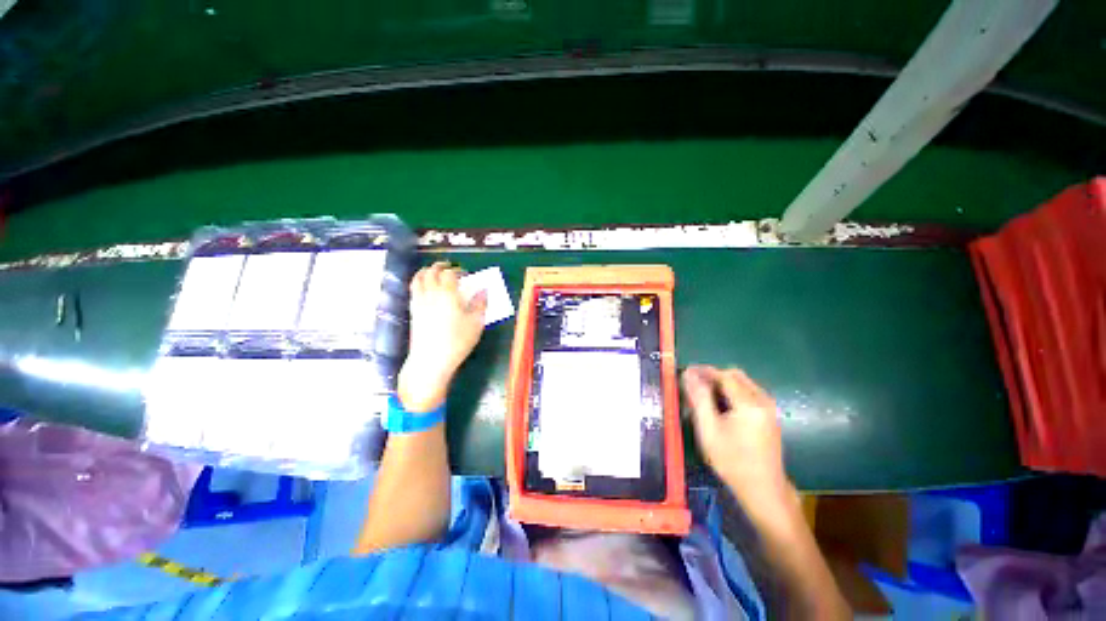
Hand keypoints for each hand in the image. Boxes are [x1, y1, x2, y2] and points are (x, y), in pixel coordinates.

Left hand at [398, 262, 487, 412]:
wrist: (431, 360)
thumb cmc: (458, 341)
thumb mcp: (476, 323)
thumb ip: (480, 304)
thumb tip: (483, 290)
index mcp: (448, 294)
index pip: (450, 273)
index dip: (457, 270)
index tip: (465, 274)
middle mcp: (431, 293)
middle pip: (431, 272)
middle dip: (440, 266)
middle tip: (449, 268)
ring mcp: (419, 302)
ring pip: (418, 278)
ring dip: (427, 271)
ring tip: (434, 273)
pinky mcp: (413, 311)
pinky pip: (413, 289)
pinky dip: (419, 282)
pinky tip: (426, 289)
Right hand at [682, 366, 791, 508]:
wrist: (763, 489)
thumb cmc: (732, 460)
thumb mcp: (709, 429)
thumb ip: (699, 398)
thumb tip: (688, 373)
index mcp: (749, 403)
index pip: (724, 375)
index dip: (704, 371)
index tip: (686, 372)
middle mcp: (763, 400)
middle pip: (735, 375)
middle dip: (713, 376)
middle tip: (694, 386)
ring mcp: (769, 407)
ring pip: (742, 383)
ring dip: (722, 384)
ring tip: (704, 397)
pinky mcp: (770, 415)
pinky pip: (748, 393)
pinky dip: (732, 393)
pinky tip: (721, 407)